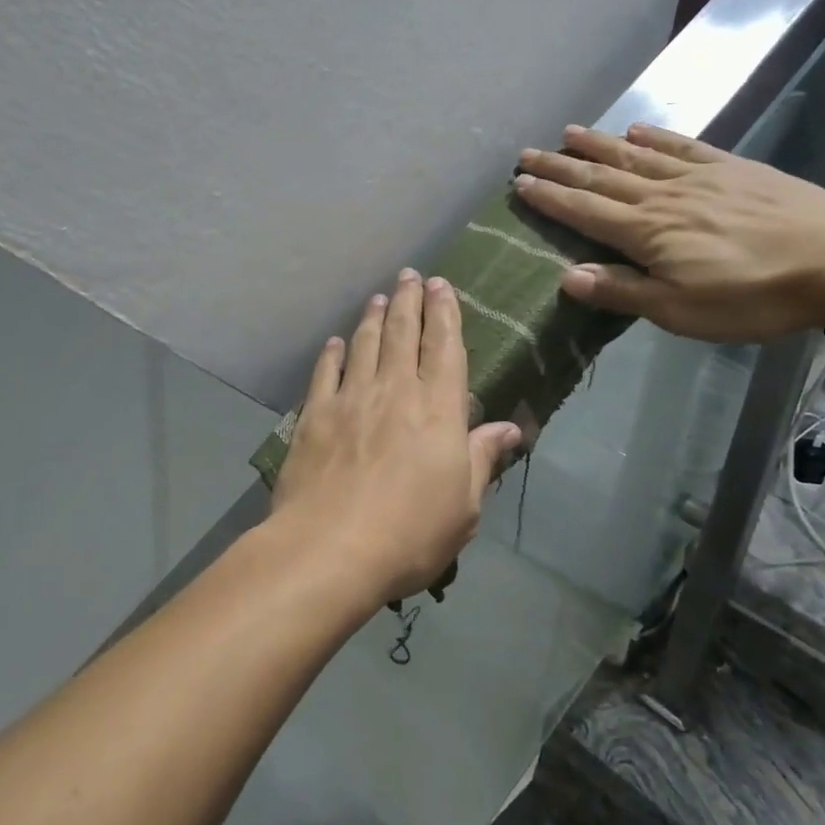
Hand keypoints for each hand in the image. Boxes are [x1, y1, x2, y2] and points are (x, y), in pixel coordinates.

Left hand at [271, 270, 521, 603]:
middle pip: (404, 334)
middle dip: (410, 300)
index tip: (442, 285)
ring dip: (374, 317)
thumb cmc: (410, 533)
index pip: (445, 348)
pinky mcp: (314, 415)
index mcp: (438, 409)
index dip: (445, 314)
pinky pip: (325, 372)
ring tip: (379, 297)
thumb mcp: (464, 506)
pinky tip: (336, 342)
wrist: (331, 548)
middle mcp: (395, 391)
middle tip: (410, 275)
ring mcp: (351, 399)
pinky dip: (332, 353)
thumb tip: (510, 427)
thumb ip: (482, 458)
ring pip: (365, 345)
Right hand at [512, 123, 824, 341]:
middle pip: (601, 177)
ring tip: (568, 132)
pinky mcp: (732, 169)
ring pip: (635, 157)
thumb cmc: (753, 295)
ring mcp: (698, 177)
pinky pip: (682, 147)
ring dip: (598, 145)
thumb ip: (623, 291)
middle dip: (561, 166)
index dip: (550, 198)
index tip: (520, 183)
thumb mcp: (680, 310)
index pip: (584, 210)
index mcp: (646, 233)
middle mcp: (662, 197)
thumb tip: (567, 277)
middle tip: (527, 153)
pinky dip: (655, 138)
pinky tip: (638, 130)